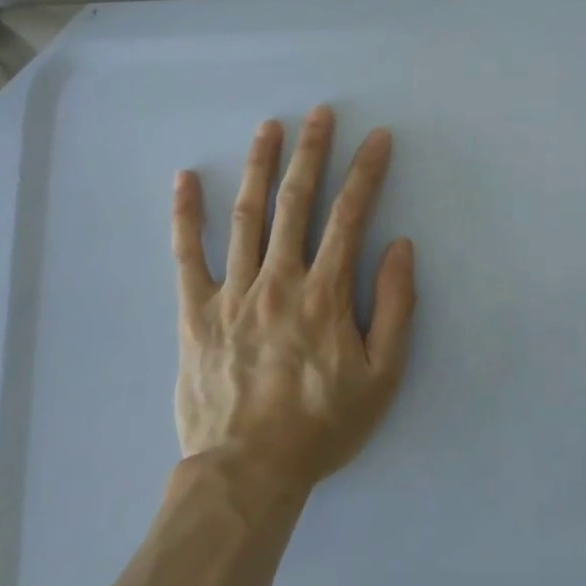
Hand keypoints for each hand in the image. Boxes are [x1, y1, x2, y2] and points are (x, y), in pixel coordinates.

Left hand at [171, 107, 415, 494]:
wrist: (247, 472)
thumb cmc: (321, 425)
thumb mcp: (382, 376)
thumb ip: (396, 308)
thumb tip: (400, 247)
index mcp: (325, 293)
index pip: (350, 216)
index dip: (366, 172)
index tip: (377, 138)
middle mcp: (279, 279)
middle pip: (296, 202)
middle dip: (311, 152)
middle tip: (319, 112)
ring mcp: (232, 292)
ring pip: (246, 215)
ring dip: (258, 166)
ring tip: (268, 127)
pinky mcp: (195, 312)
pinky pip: (187, 255)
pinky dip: (185, 215)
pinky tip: (185, 179)